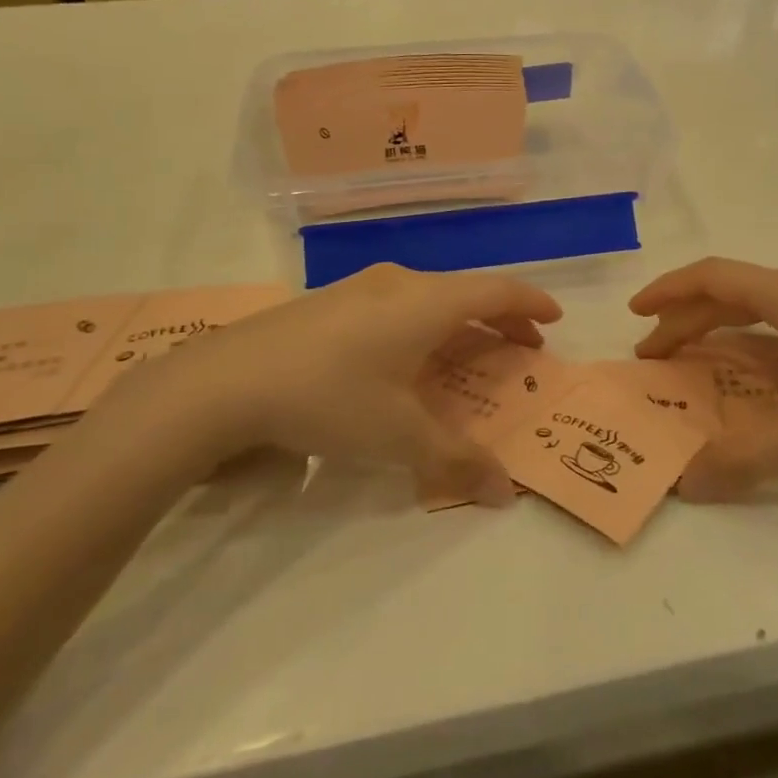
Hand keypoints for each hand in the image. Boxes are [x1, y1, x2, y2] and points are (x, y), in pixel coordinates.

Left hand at [85, 264, 561, 505]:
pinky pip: (396, 307)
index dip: (530, 305)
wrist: (223, 383)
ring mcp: (359, 289)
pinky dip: (422, 327)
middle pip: (465, 293)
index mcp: (427, 303)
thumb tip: (504, 492)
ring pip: (428, 299)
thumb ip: (456, 460)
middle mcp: (399, 284)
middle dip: (499, 321)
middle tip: (520, 349)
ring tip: (467, 355)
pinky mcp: (328, 303)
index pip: (496, 292)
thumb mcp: (399, 436)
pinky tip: (404, 360)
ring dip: (459, 325)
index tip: (554, 319)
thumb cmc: (329, 398)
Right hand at [629, 258, 777, 500]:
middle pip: (732, 291)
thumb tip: (685, 483)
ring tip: (695, 358)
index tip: (635, 314)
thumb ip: (741, 461)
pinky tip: (758, 371)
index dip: (667, 291)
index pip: (713, 277)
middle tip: (655, 355)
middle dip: (686, 319)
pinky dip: (755, 337)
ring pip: (762, 304)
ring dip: (721, 327)